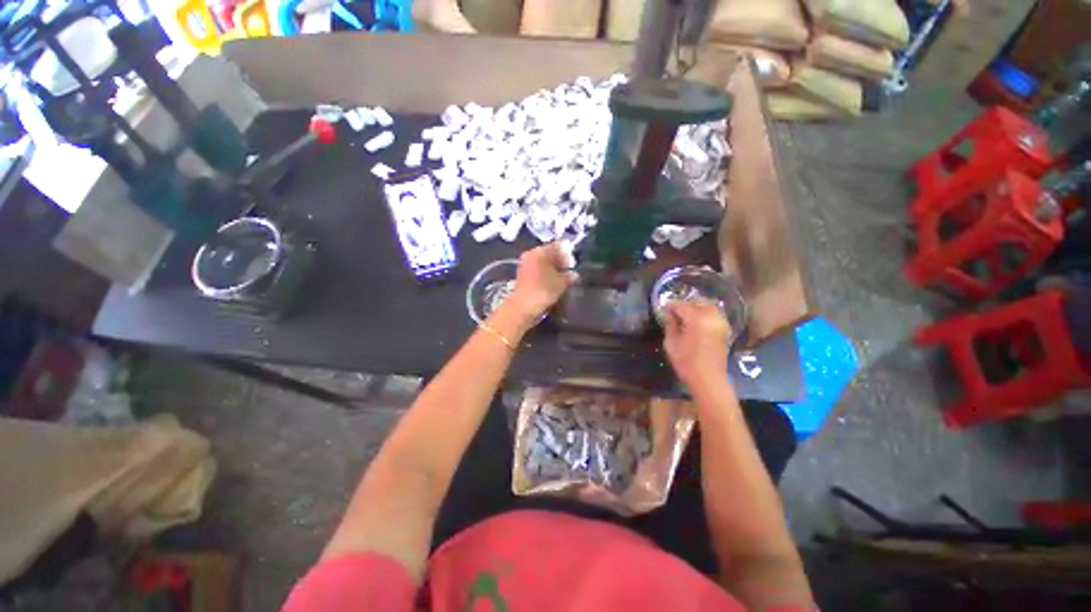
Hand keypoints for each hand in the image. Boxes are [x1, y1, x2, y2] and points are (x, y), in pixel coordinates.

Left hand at [506, 243, 577, 325]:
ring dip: (553, 269)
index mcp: (540, 251)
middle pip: (550, 253)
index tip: (574, 264)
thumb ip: (569, 276)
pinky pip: (538, 270)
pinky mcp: (523, 276)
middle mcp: (531, 254)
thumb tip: (574, 274)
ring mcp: (525, 265)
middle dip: (561, 261)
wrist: (522, 307)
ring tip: (563, 279)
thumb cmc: (543, 291)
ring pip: (544, 262)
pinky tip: (553, 284)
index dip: (568, 254)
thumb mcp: (561, 283)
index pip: (558, 246)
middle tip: (569, 272)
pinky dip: (546, 275)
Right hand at [663, 301, 732, 388]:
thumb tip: (668, 314)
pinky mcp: (725, 328)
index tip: (662, 307)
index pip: (681, 305)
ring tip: (684, 313)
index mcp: (697, 319)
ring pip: (707, 305)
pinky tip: (696, 319)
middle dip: (683, 304)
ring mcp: (721, 322)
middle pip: (696, 302)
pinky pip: (714, 313)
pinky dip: (705, 312)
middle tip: (672, 310)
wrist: (710, 379)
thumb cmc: (687, 363)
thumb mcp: (671, 343)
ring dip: (695, 306)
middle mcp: (711, 316)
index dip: (670, 305)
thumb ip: (670, 325)